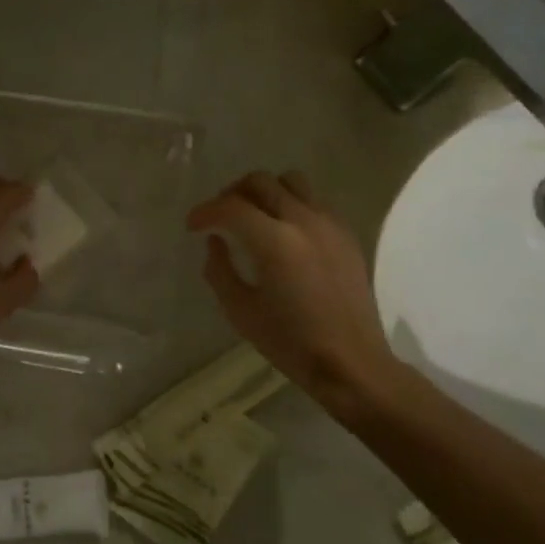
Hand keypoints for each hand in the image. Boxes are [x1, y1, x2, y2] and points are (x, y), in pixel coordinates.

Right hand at [188, 170, 398, 412]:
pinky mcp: (346, 234)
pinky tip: (284, 232)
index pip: (231, 207)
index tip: (192, 226)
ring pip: (291, 181)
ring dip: (265, 191)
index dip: (205, 211)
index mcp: (275, 241)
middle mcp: (303, 221)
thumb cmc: (291, 342)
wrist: (351, 362)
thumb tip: (215, 242)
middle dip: (232, 193)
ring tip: (253, 216)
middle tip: (219, 216)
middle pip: (260, 182)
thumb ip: (220, 270)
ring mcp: (329, 224)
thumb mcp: (240, 312)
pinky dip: (292, 204)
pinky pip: (314, 200)